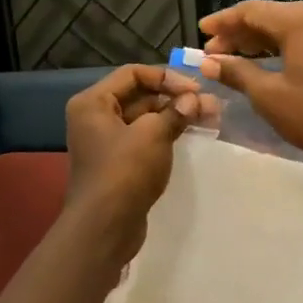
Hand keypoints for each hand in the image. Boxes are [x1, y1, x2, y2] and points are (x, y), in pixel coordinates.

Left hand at [64, 64, 199, 255]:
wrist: (104, 228)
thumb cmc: (124, 172)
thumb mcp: (153, 135)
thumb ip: (175, 112)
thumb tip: (194, 100)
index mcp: (93, 103)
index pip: (133, 74)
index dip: (166, 77)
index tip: (196, 89)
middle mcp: (94, 118)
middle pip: (139, 96)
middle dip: (175, 98)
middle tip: (210, 105)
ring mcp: (105, 142)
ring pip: (144, 119)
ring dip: (174, 116)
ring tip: (209, 117)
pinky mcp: (117, 164)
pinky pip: (143, 139)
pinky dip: (165, 135)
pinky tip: (190, 135)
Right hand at [199, 0, 302, 167]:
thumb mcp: (268, 95)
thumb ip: (237, 72)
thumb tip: (209, 62)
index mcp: (298, 21)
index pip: (251, 11)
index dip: (223, 22)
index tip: (201, 33)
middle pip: (270, 17)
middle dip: (239, 34)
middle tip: (213, 54)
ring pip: (290, 28)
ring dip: (261, 41)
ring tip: (236, 59)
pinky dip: (286, 48)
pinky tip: (275, 61)